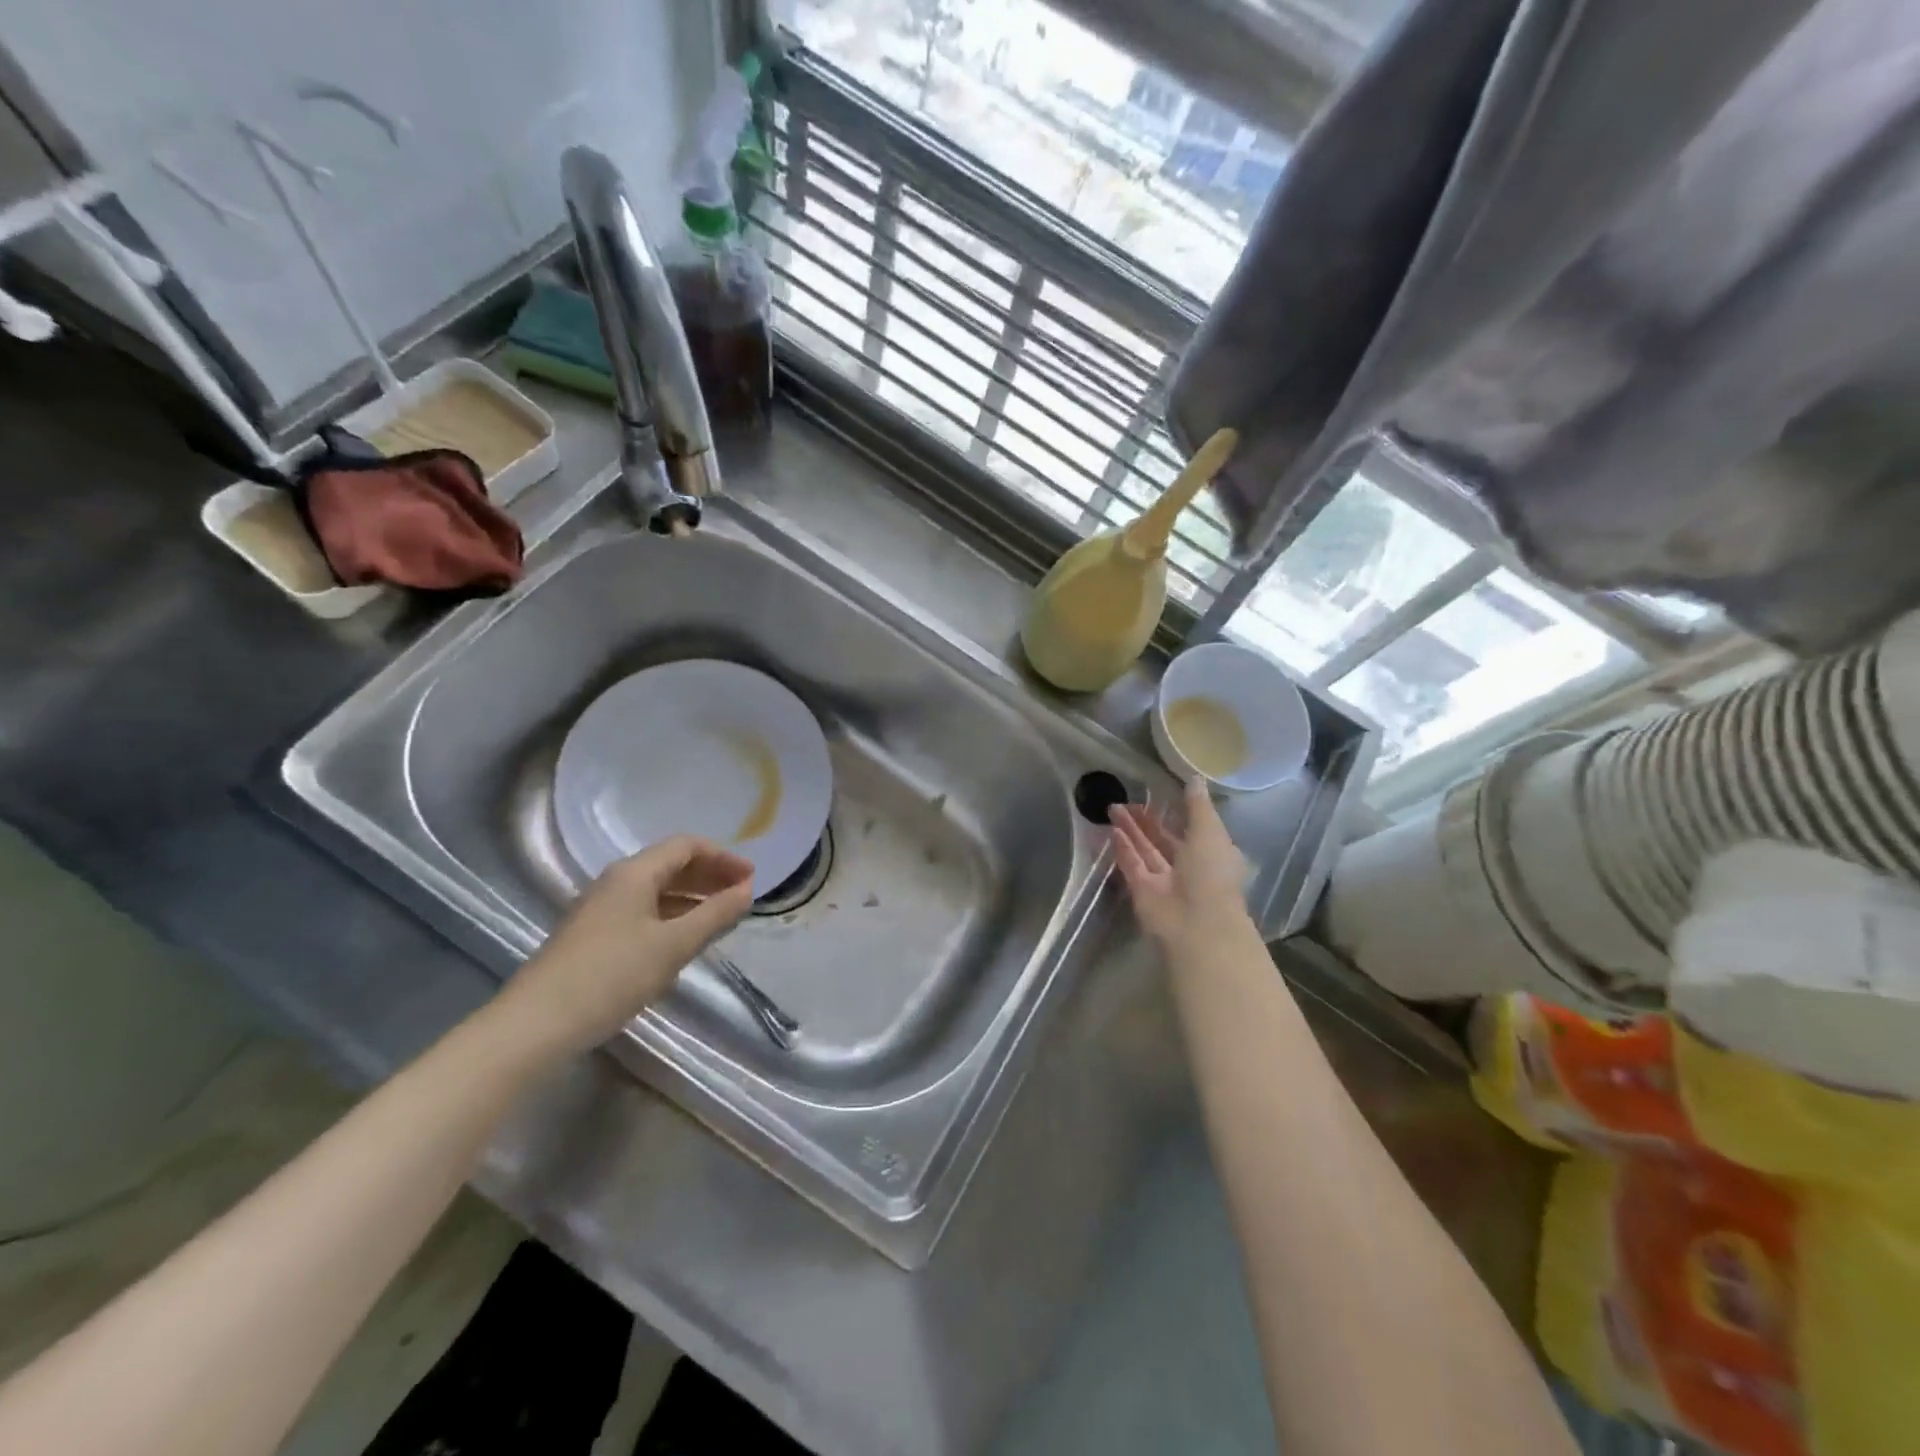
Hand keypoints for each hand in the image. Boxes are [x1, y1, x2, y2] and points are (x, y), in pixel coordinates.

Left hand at [494, 836, 754, 1059]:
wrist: (535, 1024)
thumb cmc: (611, 976)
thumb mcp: (673, 946)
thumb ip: (715, 915)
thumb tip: (747, 890)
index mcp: (634, 873)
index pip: (686, 846)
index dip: (723, 857)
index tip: (752, 878)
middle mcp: (616, 881)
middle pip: (671, 864)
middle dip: (710, 875)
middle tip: (743, 895)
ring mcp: (601, 908)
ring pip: (657, 890)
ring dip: (693, 897)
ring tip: (721, 917)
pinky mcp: (594, 935)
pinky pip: (644, 911)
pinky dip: (672, 915)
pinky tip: (685, 939)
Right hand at [1110, 778, 1250, 949]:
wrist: (1196, 924)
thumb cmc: (1211, 873)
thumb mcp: (1209, 831)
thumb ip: (1198, 806)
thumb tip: (1195, 778)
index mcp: (1211, 854)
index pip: (1193, 829)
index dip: (1177, 813)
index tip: (1159, 794)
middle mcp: (1189, 867)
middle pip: (1164, 840)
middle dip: (1147, 821)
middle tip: (1126, 800)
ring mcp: (1165, 881)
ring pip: (1146, 851)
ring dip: (1131, 830)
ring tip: (1113, 807)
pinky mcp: (1143, 892)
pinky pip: (1132, 865)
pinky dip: (1123, 849)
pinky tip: (1112, 830)